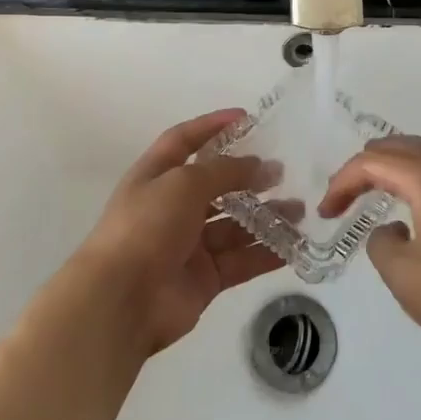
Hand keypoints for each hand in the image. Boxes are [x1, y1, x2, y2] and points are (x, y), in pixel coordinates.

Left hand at [76, 109, 283, 355]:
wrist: (121, 301)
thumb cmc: (146, 226)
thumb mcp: (184, 184)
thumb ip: (225, 171)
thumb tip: (258, 166)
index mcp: (156, 176)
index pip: (184, 141)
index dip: (212, 126)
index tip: (246, 118)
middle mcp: (171, 207)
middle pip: (216, 185)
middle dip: (249, 177)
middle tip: (282, 172)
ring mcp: (188, 245)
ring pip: (234, 225)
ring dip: (265, 216)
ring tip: (299, 210)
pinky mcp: (205, 279)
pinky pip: (241, 260)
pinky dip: (266, 253)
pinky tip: (294, 245)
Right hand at [320, 135, 420, 365]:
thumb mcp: (402, 275)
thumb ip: (380, 242)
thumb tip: (390, 229)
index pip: (372, 163)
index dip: (342, 183)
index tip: (326, 212)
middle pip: (397, 146)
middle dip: (365, 168)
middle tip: (345, 199)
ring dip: (393, 164)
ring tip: (373, 189)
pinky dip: (419, 169)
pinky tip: (415, 196)